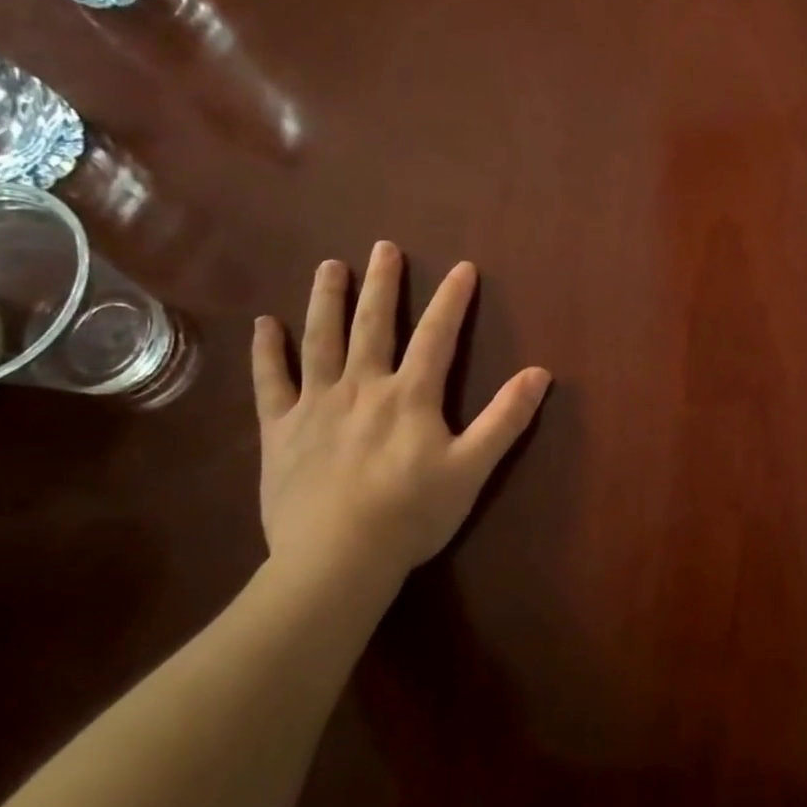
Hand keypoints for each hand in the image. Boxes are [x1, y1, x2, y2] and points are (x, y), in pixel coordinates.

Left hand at [251, 242, 550, 592]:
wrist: (337, 559)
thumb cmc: (412, 514)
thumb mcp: (472, 468)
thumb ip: (505, 419)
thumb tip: (541, 373)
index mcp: (410, 395)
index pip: (436, 336)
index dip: (452, 300)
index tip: (462, 267)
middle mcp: (362, 386)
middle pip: (373, 325)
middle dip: (382, 284)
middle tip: (383, 247)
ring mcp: (316, 405)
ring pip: (321, 341)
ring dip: (327, 300)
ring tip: (330, 266)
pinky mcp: (280, 431)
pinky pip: (270, 383)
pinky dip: (267, 352)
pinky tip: (265, 324)